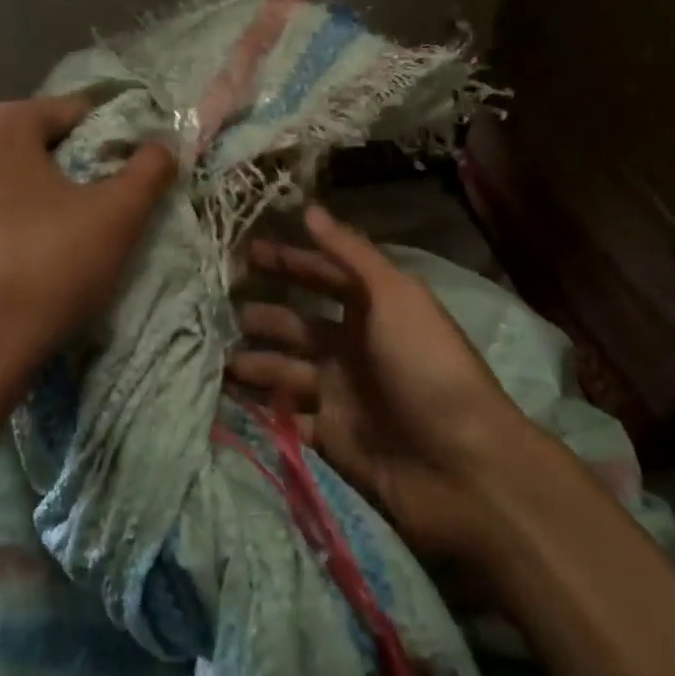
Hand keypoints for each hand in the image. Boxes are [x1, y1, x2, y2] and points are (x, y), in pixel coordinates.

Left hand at [0, 95, 176, 410]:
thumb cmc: (51, 266)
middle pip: (34, 142)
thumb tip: (162, 147)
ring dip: (34, 193)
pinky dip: (3, 220)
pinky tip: (21, 256)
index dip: (109, 139)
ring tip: (61, 233)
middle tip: (97, 205)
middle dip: (69, 166)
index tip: (128, 174)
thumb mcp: (120, 213)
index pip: (72, 113)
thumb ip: (150, 168)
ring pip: (4, 176)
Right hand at [228, 205, 533, 565]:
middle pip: (298, 324)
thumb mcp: (395, 297)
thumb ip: (351, 254)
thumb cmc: (428, 367)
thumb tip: (310, 209)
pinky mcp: (330, 437)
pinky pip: (285, 416)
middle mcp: (354, 347)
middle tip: (216, 307)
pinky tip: (225, 398)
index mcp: (374, 310)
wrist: (461, 467)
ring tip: (214, 355)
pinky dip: (259, 408)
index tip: (246, 251)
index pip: (323, 276)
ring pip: (285, 370)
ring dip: (253, 361)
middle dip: (262, 315)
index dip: (289, 262)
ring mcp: (340, 394)